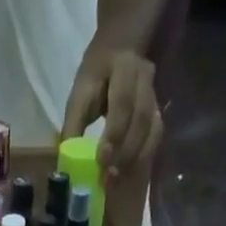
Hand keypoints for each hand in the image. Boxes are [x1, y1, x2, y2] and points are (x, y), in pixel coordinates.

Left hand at [60, 44, 161, 180]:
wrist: (121, 47)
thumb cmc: (96, 75)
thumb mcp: (80, 92)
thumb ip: (74, 125)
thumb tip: (67, 163)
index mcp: (123, 67)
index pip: (122, 101)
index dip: (114, 132)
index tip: (101, 159)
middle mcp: (145, 78)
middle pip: (141, 118)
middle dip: (125, 151)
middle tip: (108, 176)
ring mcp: (155, 94)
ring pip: (152, 129)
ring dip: (135, 158)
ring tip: (117, 179)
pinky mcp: (158, 110)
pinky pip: (156, 137)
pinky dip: (143, 157)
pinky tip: (129, 172)